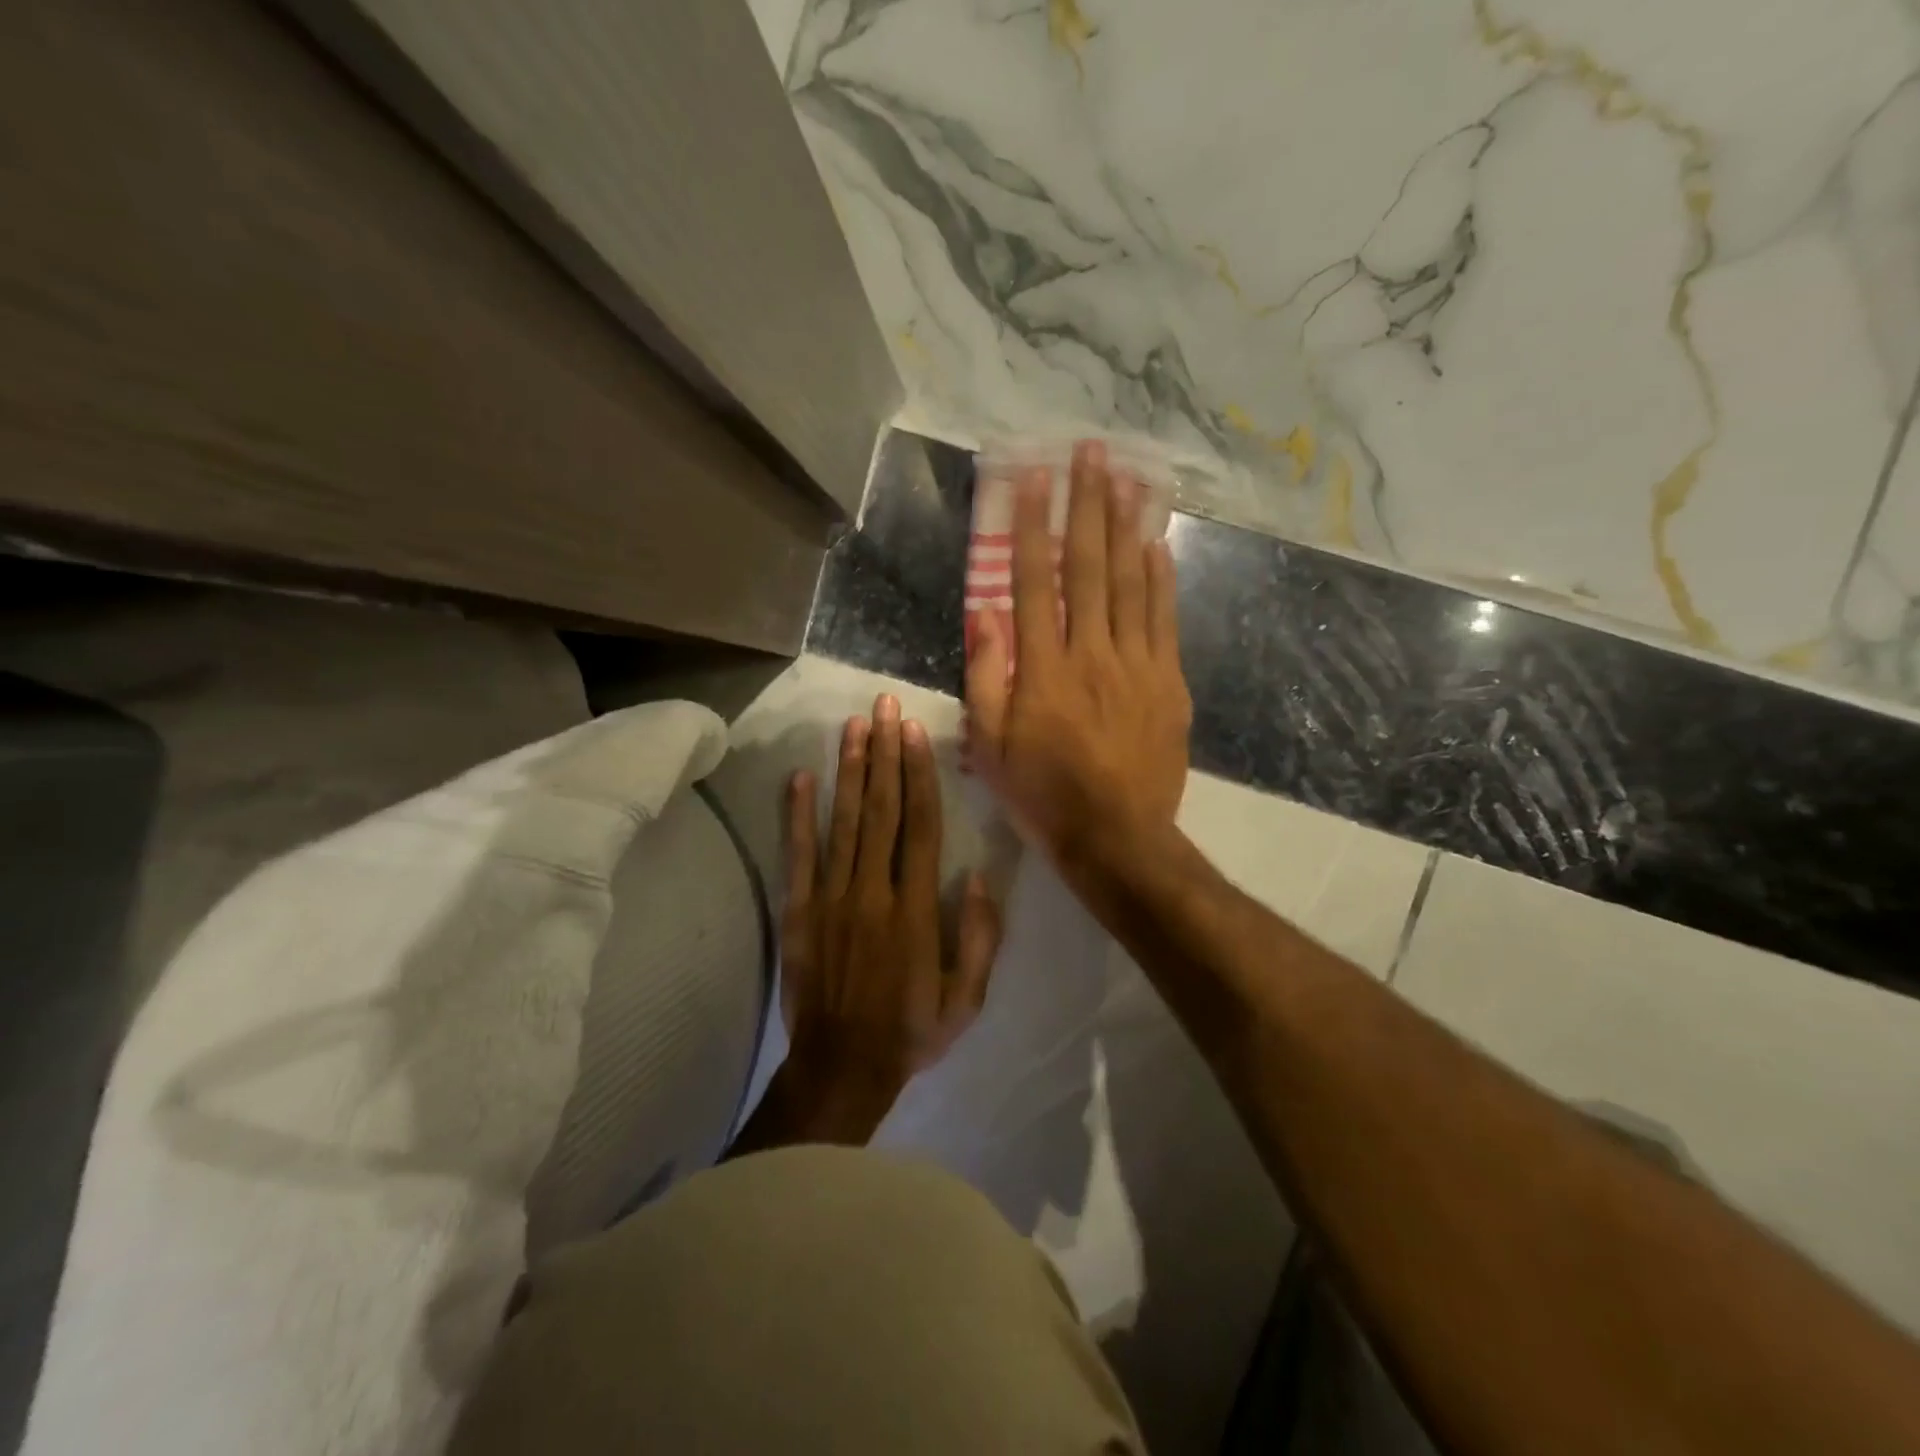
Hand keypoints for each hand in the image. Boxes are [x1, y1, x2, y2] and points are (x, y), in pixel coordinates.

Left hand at [761, 694, 1001, 1147]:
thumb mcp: (966, 999)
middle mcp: (874, 891)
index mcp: (916, 909)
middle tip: (884, 706)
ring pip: (844, 822)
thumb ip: (979, 938)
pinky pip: (799, 856)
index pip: (921, 827)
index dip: (919, 776)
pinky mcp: (801, 911)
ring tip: (853, 725)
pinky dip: (799, 815)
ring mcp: (833, 898)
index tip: (915, 733)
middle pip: (881, 810)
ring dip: (849, 770)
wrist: (841, 1069)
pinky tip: (801, 777)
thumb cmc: (910, 1032)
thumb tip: (979, 878)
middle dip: (885, 754)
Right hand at [967, 440, 1191, 869]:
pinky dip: (1161, 579)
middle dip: (1086, 506)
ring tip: (1125, 477)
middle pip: (1090, 567)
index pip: (1034, 583)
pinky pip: (1165, 620)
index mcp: (1043, 669)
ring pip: (1132, 583)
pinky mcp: (1170, 683)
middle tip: (1090, 451)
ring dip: (1127, 526)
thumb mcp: (992, 745)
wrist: (1118, 838)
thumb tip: (986, 613)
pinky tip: (1158, 544)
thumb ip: (986, 676)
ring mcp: (1138, 666)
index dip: (1030, 527)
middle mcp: (1092, 654)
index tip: (1031, 478)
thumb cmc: (1043, 795)